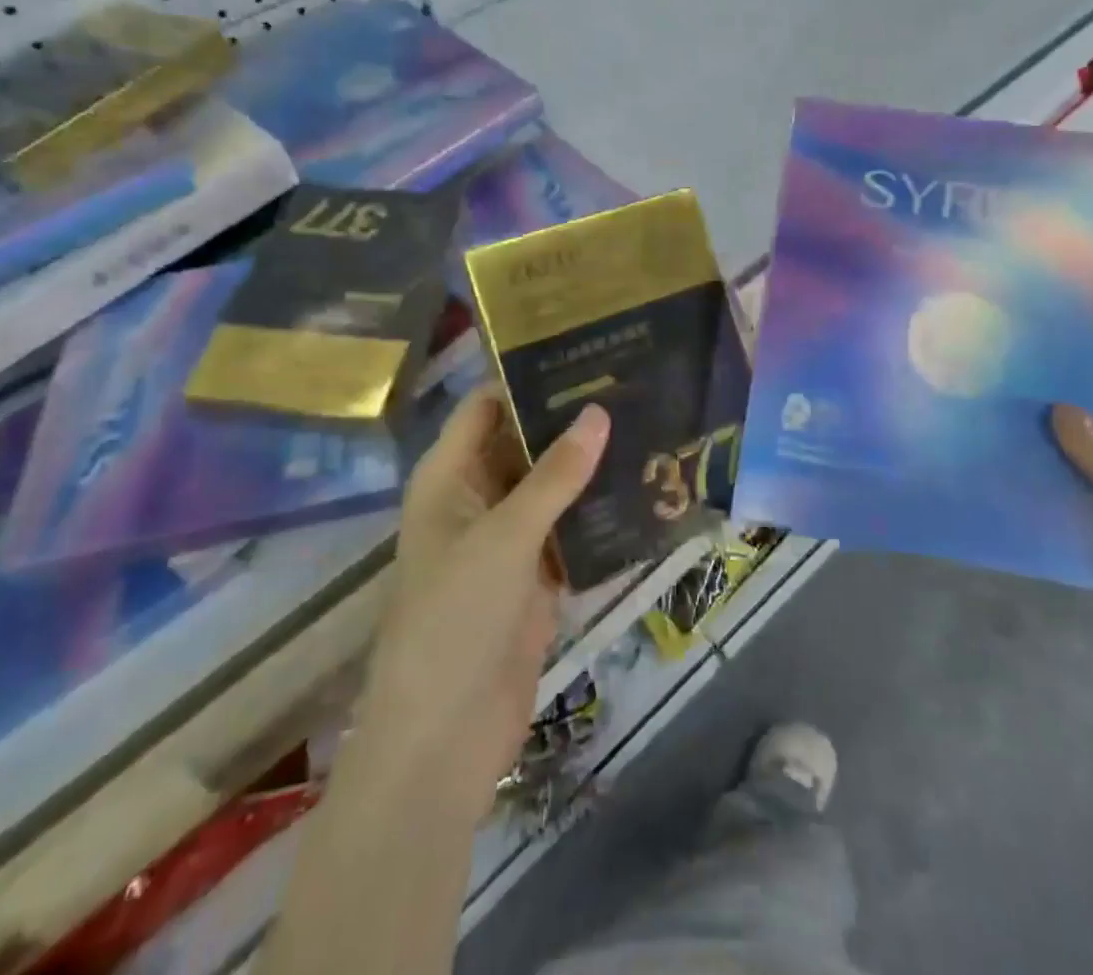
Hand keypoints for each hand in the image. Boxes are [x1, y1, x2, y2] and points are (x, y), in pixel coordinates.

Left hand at [356, 386, 608, 823]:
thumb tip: (598, 411)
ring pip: (552, 488)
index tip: (585, 351)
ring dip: (590, 466)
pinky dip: (597, 514)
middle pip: (524, 443)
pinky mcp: (534, 578)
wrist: (444, 740)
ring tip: (648, 425)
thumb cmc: (454, 620)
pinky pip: (569, 531)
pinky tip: (643, 490)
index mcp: (449, 477)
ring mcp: (507, 540)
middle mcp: (477, 498)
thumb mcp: (504, 537)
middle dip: (569, 421)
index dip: (527, 377)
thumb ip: (554, 476)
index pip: (487, 406)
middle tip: (631, 385)